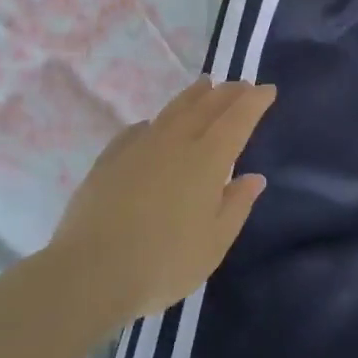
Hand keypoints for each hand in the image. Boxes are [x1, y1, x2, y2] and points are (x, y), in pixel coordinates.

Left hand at [53, 78, 274, 325]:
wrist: (90, 272)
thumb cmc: (164, 262)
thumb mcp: (214, 242)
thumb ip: (236, 205)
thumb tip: (253, 177)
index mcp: (207, 159)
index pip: (237, 119)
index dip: (254, 101)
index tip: (267, 89)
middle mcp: (175, 142)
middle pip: (206, 106)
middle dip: (227, 93)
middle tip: (241, 85)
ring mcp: (139, 147)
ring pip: (172, 110)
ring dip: (193, 96)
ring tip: (204, 86)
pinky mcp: (109, 159)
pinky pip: (138, 130)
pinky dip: (154, 122)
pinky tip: (151, 126)